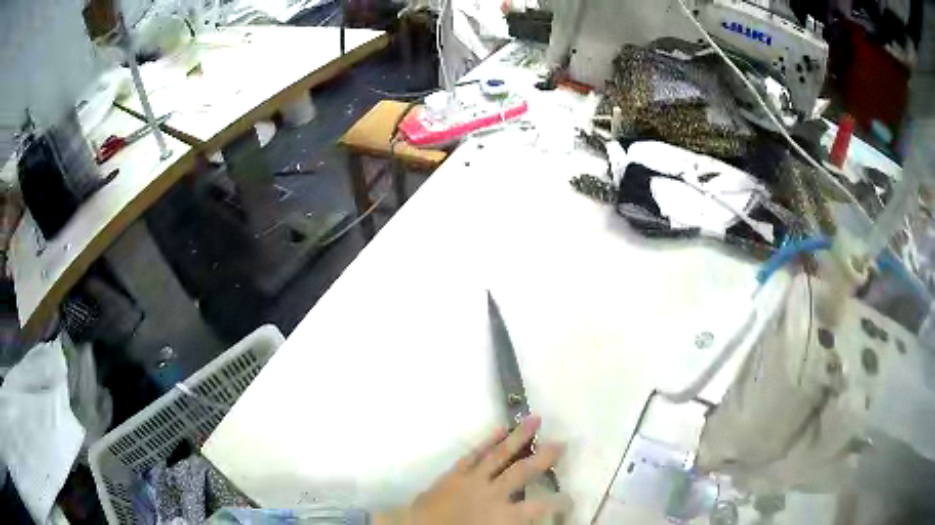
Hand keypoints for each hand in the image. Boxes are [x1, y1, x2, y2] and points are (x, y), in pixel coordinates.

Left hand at [374, 415, 570, 524]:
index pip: (541, 507)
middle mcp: (493, 494)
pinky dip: (487, 441)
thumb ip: (514, 524)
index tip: (570, 497)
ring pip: (500, 455)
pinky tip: (499, 429)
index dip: (559, 502)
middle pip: (524, 472)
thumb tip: (532, 518)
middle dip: (544, 457)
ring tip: (535, 418)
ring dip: (518, 437)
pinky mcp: (454, 474)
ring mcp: (472, 480)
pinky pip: (473, 455)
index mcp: (504, 515)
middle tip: (561, 442)